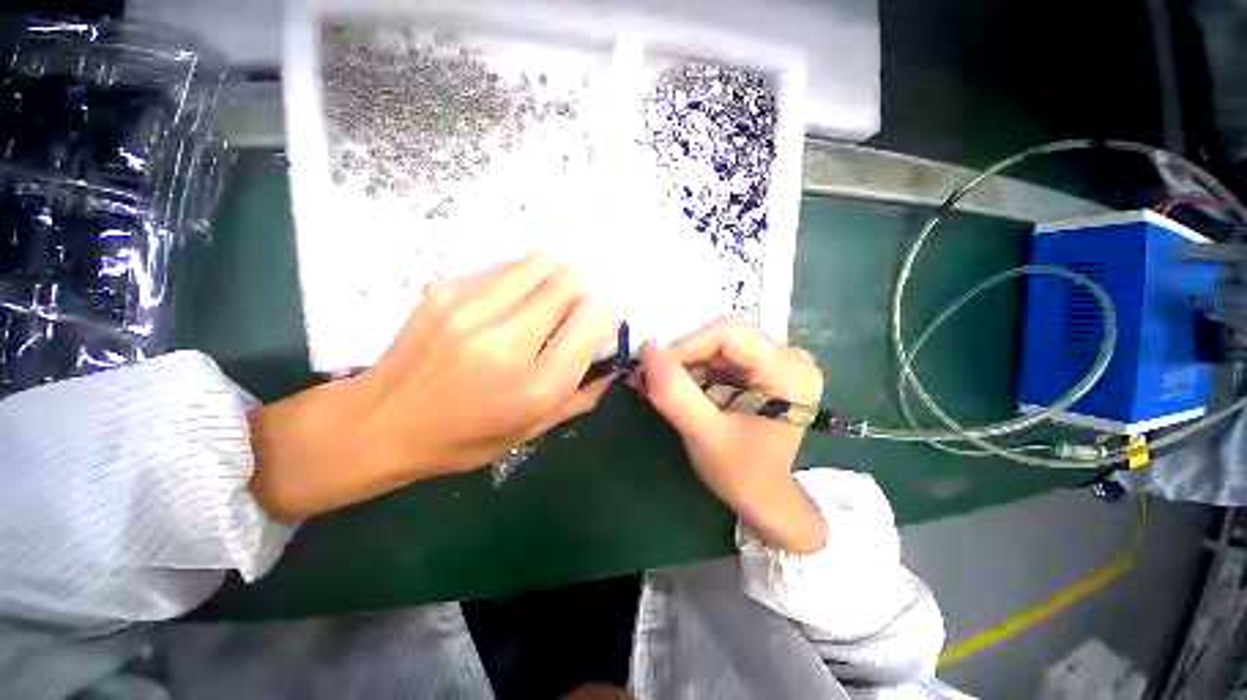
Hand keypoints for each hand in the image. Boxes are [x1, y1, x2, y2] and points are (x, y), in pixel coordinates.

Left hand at [250, 254, 616, 519]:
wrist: (380, 422)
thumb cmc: (465, 437)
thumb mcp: (533, 431)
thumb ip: (582, 395)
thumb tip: (613, 362)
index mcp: (536, 385)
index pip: (593, 319)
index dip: (603, 315)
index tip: (595, 323)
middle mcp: (508, 341)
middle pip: (571, 282)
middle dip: (583, 292)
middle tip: (571, 311)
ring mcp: (473, 309)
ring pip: (542, 263)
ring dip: (555, 278)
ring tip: (544, 300)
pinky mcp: (446, 289)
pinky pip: (506, 267)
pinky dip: (522, 279)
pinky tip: (508, 302)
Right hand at [631, 317, 826, 553]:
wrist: (763, 496)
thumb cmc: (740, 473)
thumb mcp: (703, 435)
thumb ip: (674, 393)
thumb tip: (647, 348)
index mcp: (789, 373)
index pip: (729, 334)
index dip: (686, 345)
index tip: (654, 368)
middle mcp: (789, 357)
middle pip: (722, 336)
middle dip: (683, 356)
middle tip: (651, 378)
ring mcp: (776, 359)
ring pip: (716, 344)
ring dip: (684, 363)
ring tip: (658, 385)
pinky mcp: (761, 366)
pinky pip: (719, 355)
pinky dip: (693, 369)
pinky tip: (677, 387)